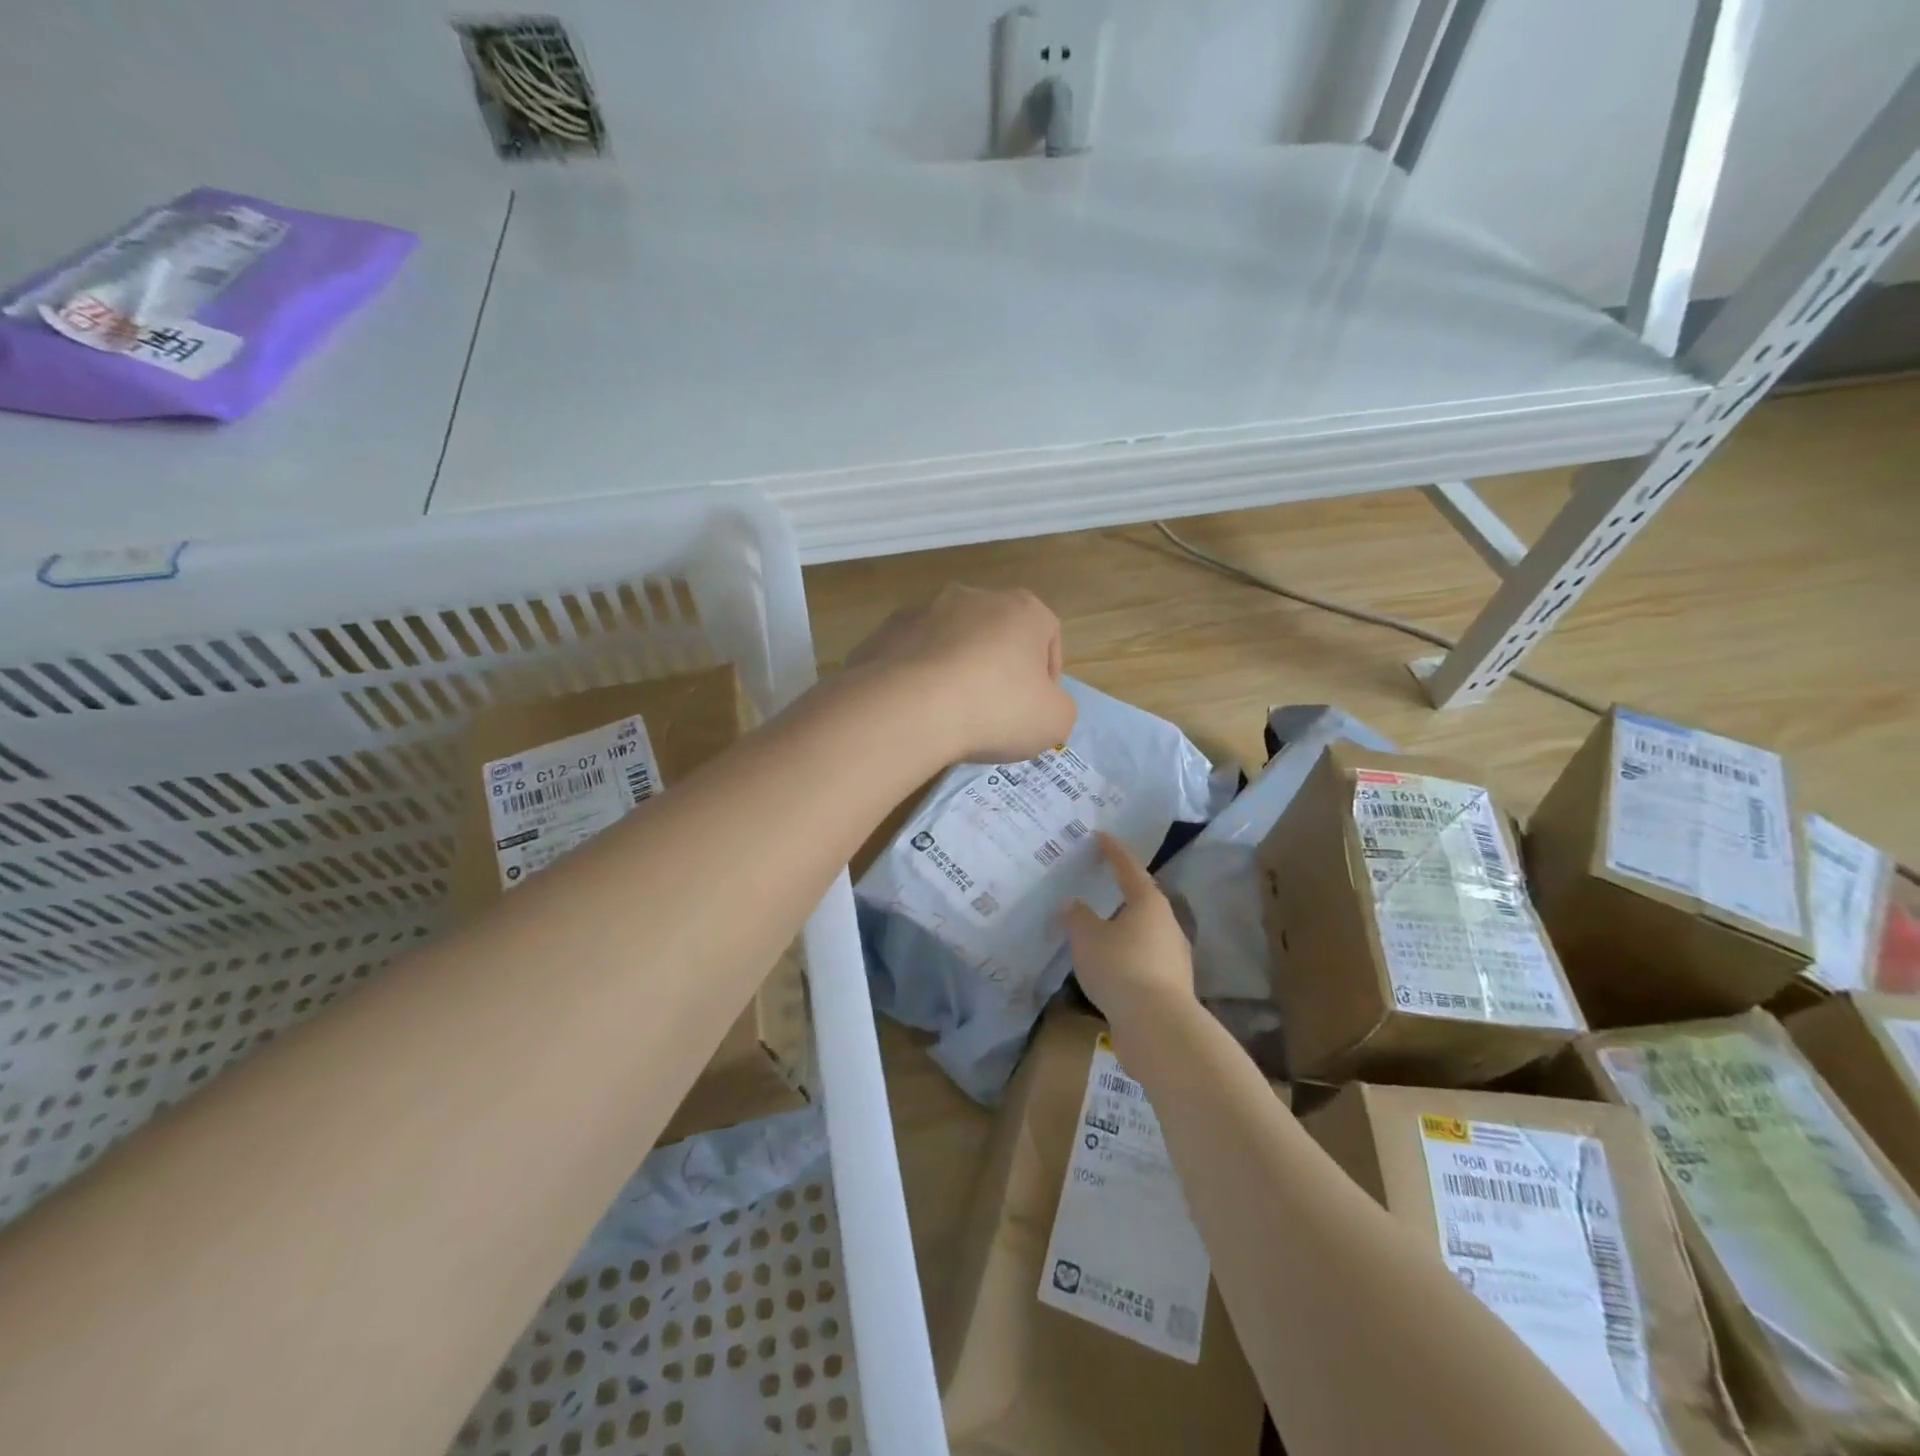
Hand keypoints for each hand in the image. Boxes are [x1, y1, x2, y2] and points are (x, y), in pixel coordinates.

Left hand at [847, 584, 1075, 763]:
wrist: (906, 709)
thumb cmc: (995, 709)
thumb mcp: (1054, 722)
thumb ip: (1058, 707)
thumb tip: (1042, 706)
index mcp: (1022, 609)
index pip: (1048, 634)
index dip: (1047, 674)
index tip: (1036, 707)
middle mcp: (973, 597)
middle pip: (996, 633)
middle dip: (999, 667)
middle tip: (995, 711)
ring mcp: (923, 610)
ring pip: (951, 640)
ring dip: (956, 668)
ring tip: (950, 712)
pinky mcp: (883, 631)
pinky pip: (912, 656)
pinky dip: (918, 677)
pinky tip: (916, 710)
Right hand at [1065, 833, 1195, 1028]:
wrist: (1157, 1026)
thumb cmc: (1120, 967)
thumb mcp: (1087, 938)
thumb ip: (1077, 917)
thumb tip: (1073, 903)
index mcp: (1148, 902)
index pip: (1128, 867)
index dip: (1113, 851)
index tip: (1101, 836)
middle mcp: (1167, 923)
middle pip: (1142, 898)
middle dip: (1121, 890)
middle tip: (1100, 882)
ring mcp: (1174, 954)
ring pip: (1145, 930)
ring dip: (1124, 925)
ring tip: (1100, 926)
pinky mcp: (1172, 983)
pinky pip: (1144, 957)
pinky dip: (1127, 953)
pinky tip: (1110, 964)